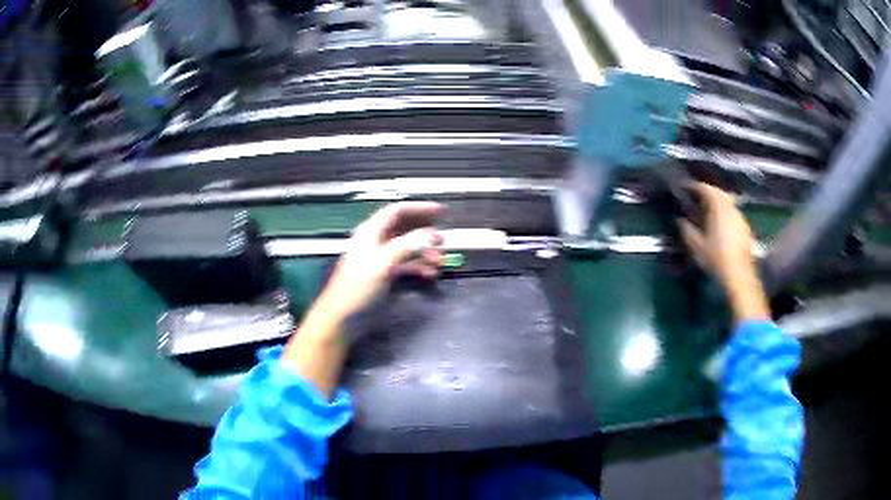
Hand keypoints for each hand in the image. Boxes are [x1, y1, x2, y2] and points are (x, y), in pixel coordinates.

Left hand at [282, 202, 442, 396]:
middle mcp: (377, 242)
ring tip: (439, 262)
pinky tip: (429, 274)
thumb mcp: (382, 263)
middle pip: (405, 228)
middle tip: (443, 241)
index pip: (397, 211)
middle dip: (425, 233)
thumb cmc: (357, 288)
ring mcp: (381, 259)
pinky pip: (406, 265)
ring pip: (408, 248)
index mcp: (371, 232)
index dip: (419, 208)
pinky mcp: (385, 275)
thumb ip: (408, 246)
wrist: (342, 319)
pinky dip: (419, 267)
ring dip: (425, 252)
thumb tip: (432, 234)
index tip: (441, 211)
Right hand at [677, 183, 769, 321]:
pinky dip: (724, 213)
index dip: (693, 186)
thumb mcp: (696, 245)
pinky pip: (732, 213)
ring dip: (717, 202)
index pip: (705, 188)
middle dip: (707, 192)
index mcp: (718, 207)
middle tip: (696, 197)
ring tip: (707, 210)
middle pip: (718, 192)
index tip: (684, 188)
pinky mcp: (745, 228)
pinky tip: (719, 224)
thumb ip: (686, 229)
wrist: (739, 276)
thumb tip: (679, 219)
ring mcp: (740, 217)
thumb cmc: (716, 258)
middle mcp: (731, 207)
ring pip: (727, 202)